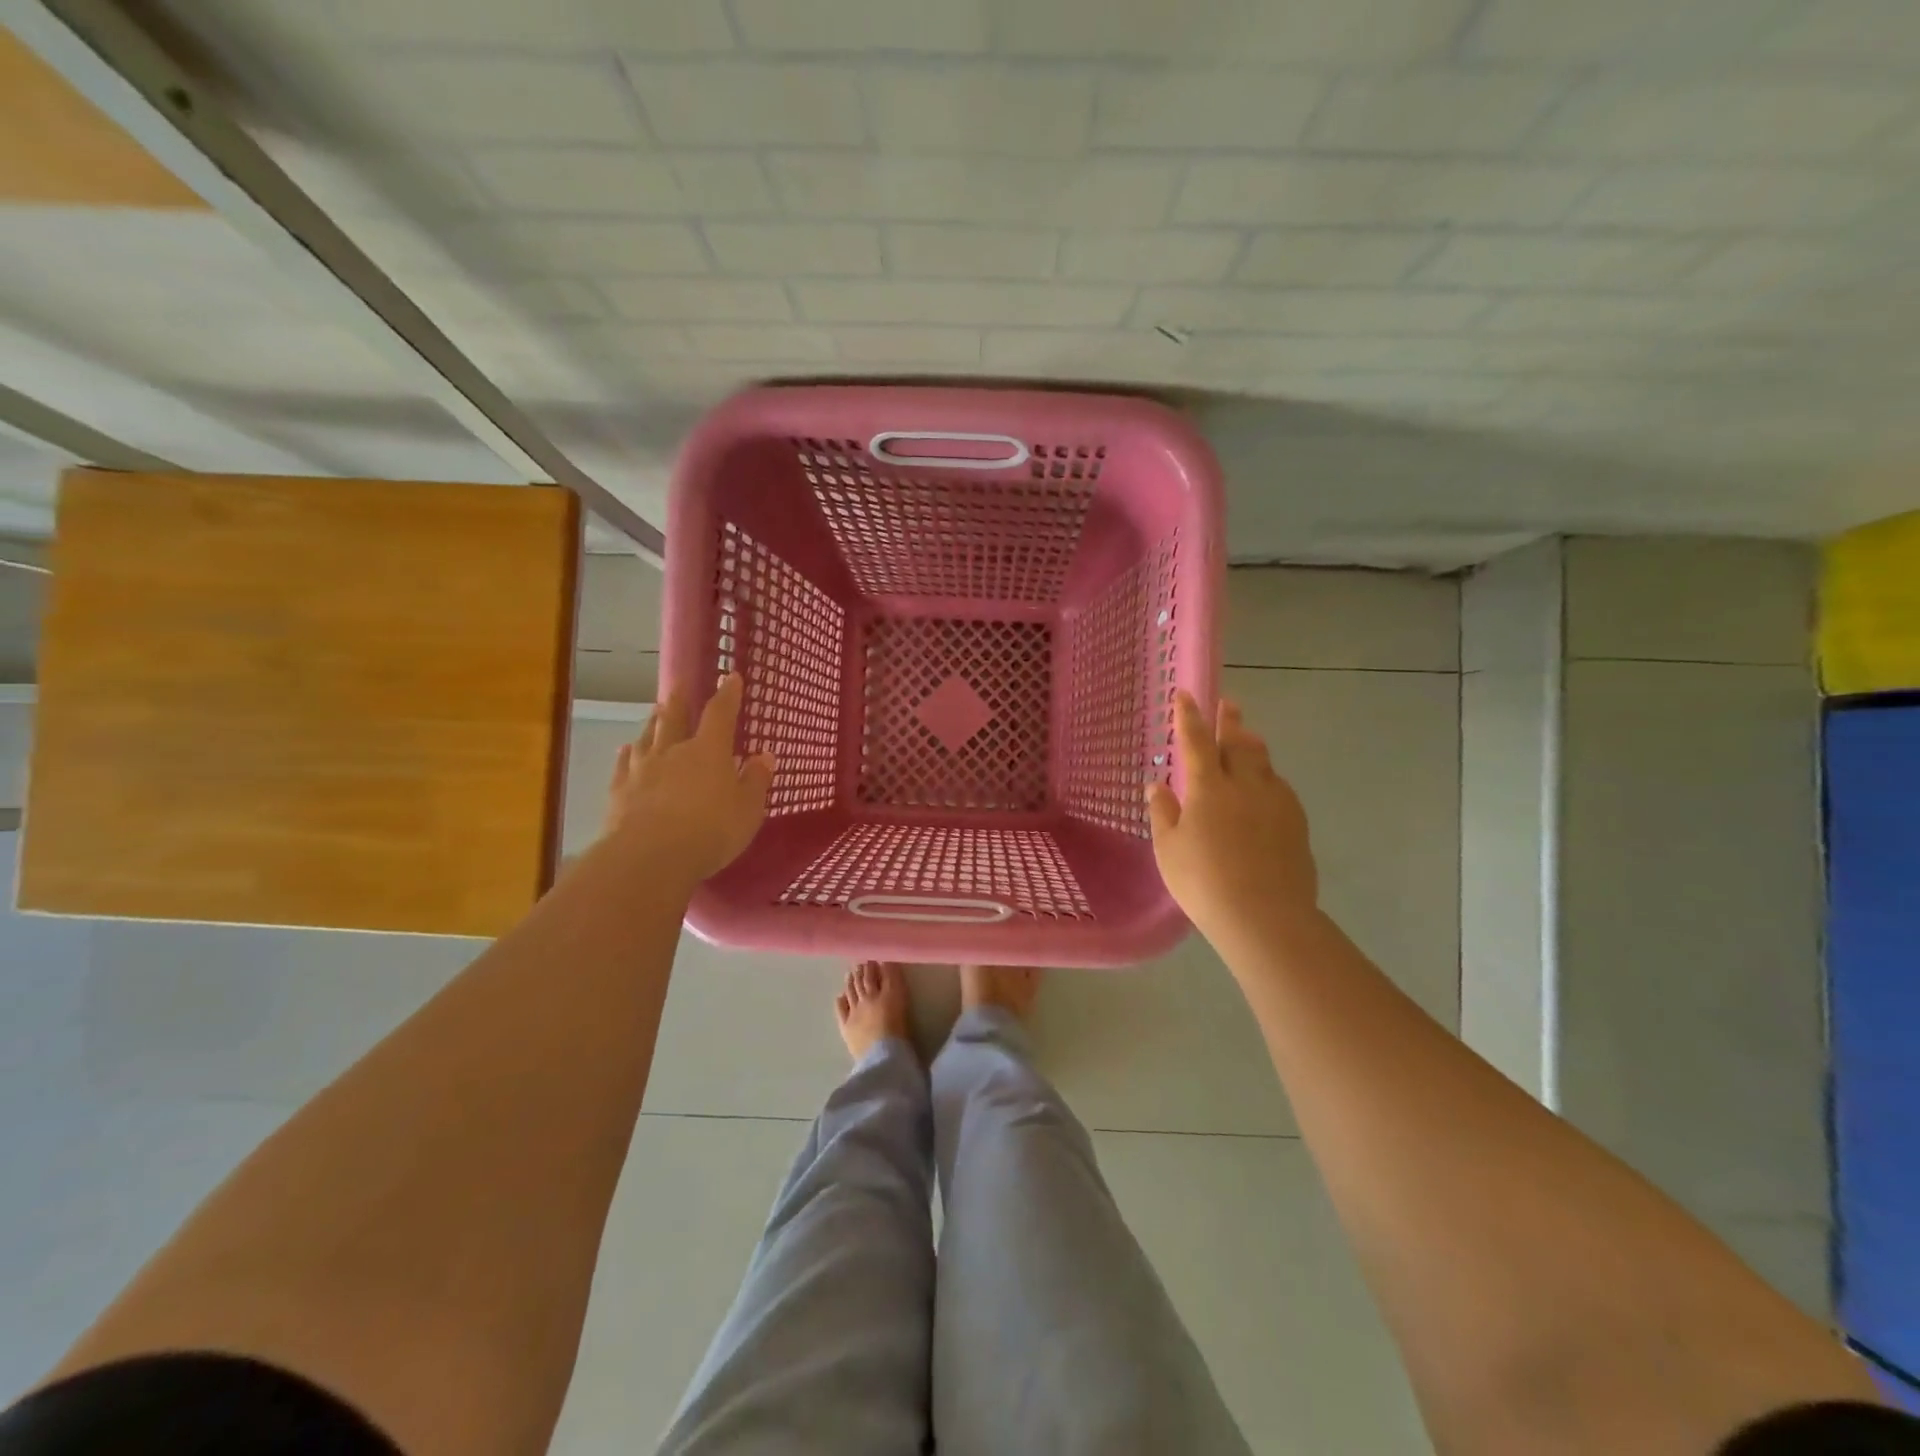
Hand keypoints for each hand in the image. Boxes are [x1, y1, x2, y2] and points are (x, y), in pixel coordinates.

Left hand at [602, 674, 775, 885]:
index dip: (728, 695)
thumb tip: (765, 756)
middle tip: (678, 684)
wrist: (649, 857)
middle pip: (674, 717)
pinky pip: (623, 764)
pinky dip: (627, 754)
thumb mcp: (747, 810)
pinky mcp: (619, 791)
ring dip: (653, 722)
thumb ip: (755, 781)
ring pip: (647, 736)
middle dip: (680, 700)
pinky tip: (626, 750)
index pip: (720, 714)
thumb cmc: (710, 831)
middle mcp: (674, 751)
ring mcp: (642, 769)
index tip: (731, 676)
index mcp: (709, 751)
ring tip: (655, 711)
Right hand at [1147, 691, 1317, 945]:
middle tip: (1228, 704)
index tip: (1185, 694)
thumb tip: (1157, 784)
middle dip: (1230, 721)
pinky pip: (1280, 788)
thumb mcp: (1168, 849)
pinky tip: (1264, 790)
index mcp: (1209, 787)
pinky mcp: (1297, 823)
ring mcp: (1276, 802)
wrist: (1265, 916)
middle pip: (1238, 742)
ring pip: (1264, 763)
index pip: (1196, 741)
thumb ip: (1163, 812)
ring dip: (1252, 746)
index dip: (1189, 717)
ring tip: (1247, 739)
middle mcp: (1245, 785)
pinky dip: (1267, 778)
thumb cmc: (1204, 882)